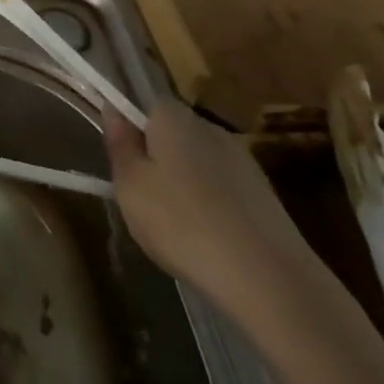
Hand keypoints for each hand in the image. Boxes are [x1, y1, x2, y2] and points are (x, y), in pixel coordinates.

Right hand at [104, 95, 317, 327]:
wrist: (269, 279)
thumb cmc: (182, 223)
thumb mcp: (130, 185)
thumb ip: (120, 144)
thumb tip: (113, 110)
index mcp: (173, 117)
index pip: (144, 104)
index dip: (130, 129)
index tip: (122, 163)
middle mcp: (210, 128)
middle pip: (172, 133)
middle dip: (156, 158)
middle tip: (141, 198)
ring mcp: (242, 161)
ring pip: (198, 163)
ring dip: (183, 184)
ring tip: (174, 226)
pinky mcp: (265, 195)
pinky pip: (222, 189)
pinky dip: (210, 206)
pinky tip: (206, 239)